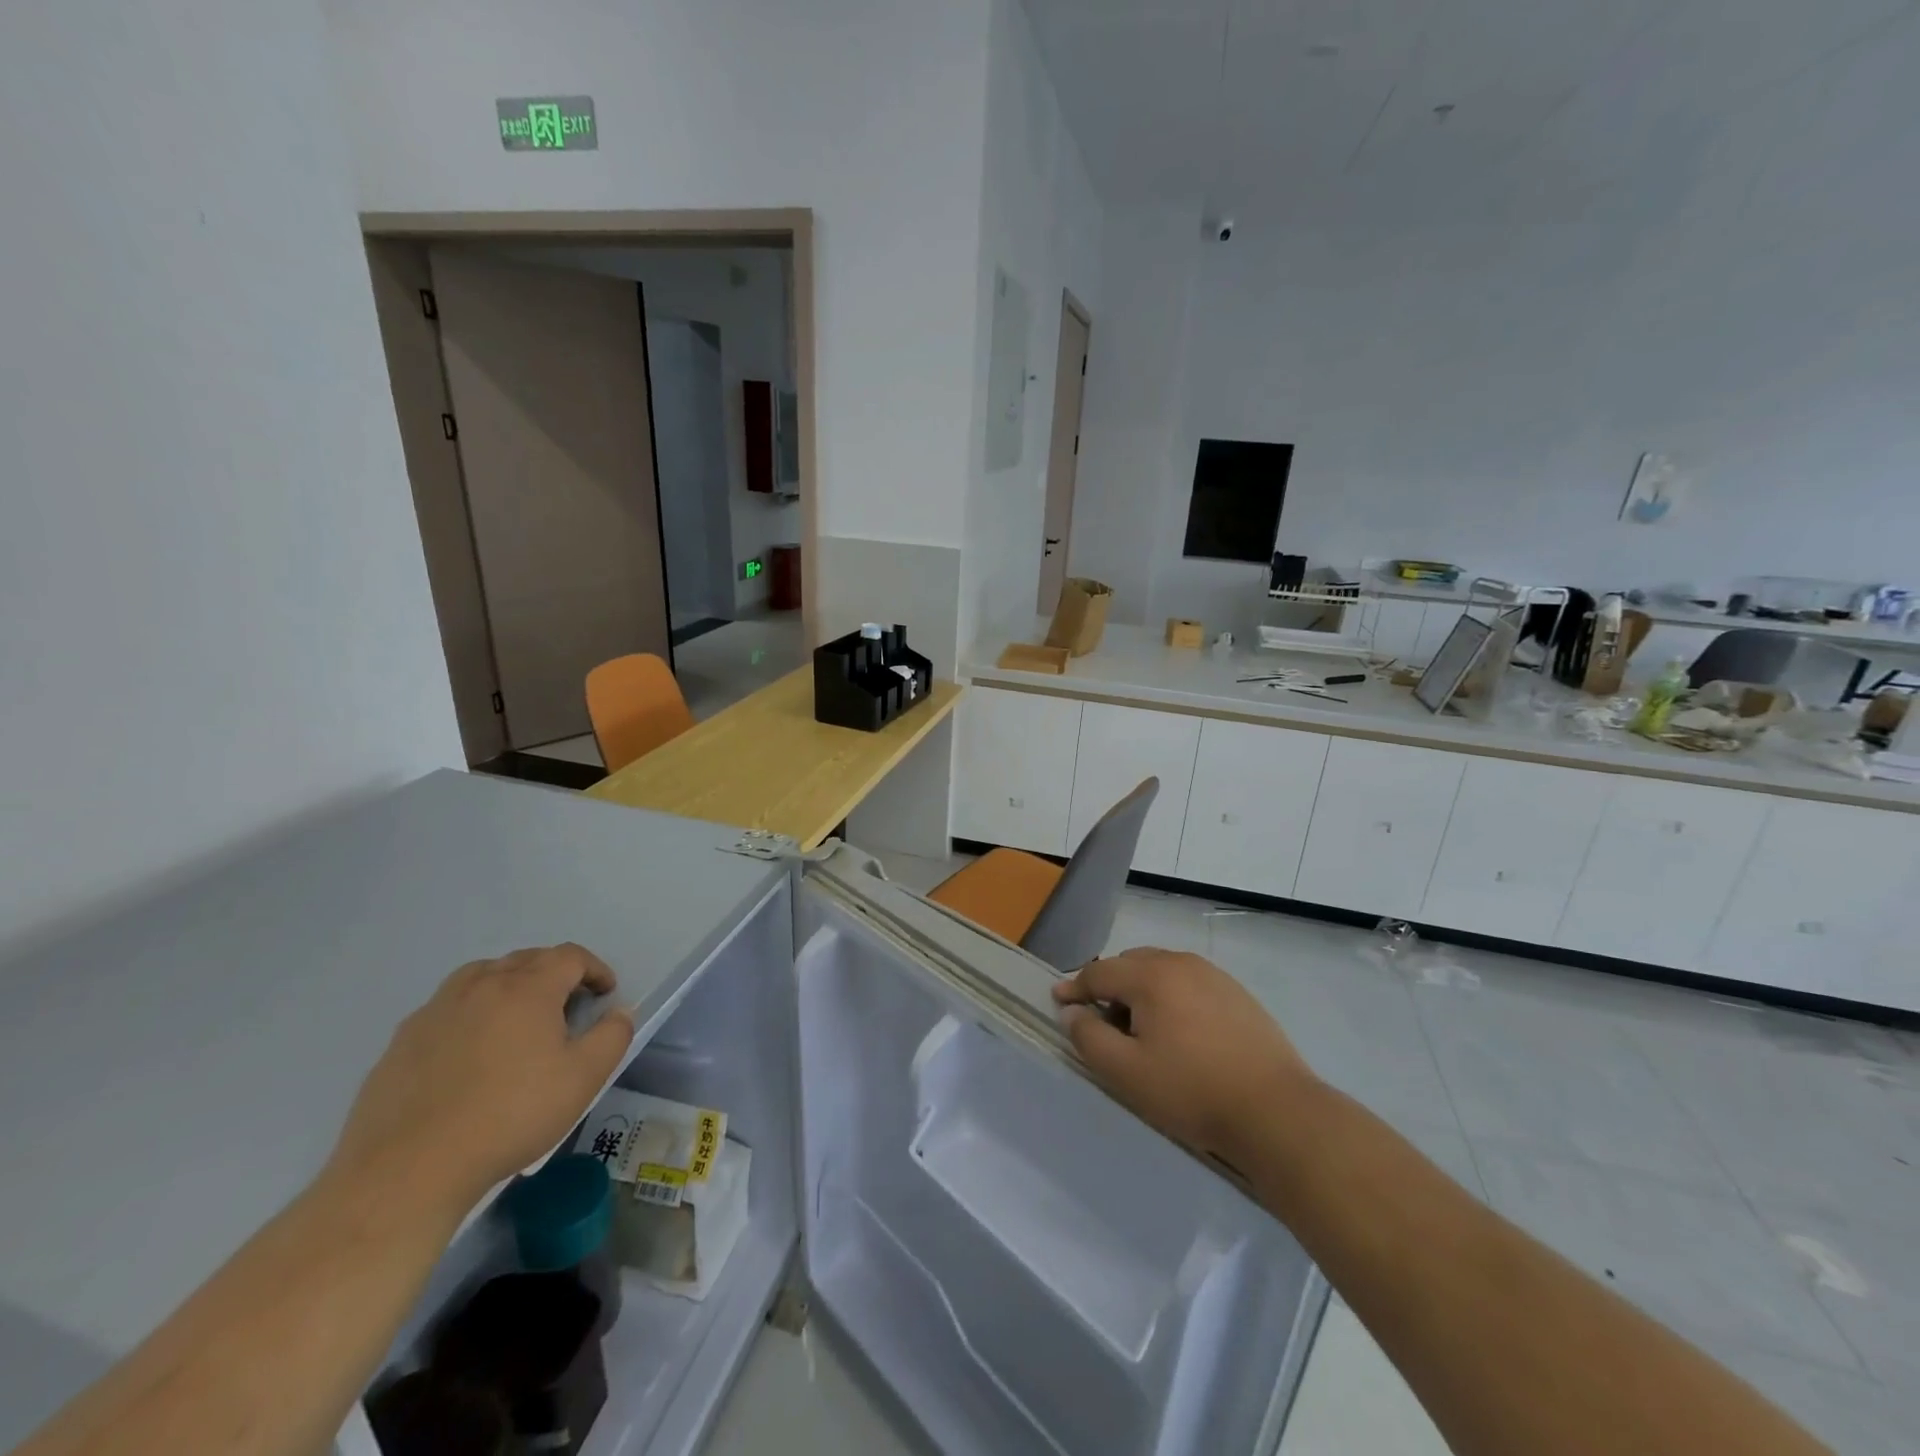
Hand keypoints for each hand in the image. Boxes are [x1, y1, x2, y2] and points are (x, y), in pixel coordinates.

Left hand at [330, 945, 634, 1214]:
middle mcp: (482, 985)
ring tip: (518, 1017)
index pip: (570, 956)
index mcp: (528, 988)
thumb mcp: (583, 1079)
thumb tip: (619, 1012)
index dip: (595, 969)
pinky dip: (471, 1011)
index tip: (605, 994)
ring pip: (482, 975)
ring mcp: (437, 1010)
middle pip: (527, 959)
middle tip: (568, 1006)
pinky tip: (471, 1050)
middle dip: (555, 973)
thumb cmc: (510, 1116)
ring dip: (510, 984)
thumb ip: (612, 1036)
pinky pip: (448, 1007)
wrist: (409, 1168)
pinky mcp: (403, 1039)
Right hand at [1053, 947, 1316, 1165]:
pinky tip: (1181, 1034)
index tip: (1059, 1003)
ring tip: (1142, 1032)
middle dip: (1110, 988)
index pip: (1099, 972)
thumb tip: (1072, 1011)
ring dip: (1142, 992)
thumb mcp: (1126, 1072)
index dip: (1075, 988)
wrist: (1277, 1111)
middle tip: (1103, 1024)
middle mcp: (1181, 963)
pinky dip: (1172, 998)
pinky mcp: (1238, 995)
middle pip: (1131, 965)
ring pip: (1162, 972)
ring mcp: (1214, 976)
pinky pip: (1190, 985)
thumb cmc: (1192, 1090)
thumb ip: (1089, 1037)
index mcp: (1151, 975)